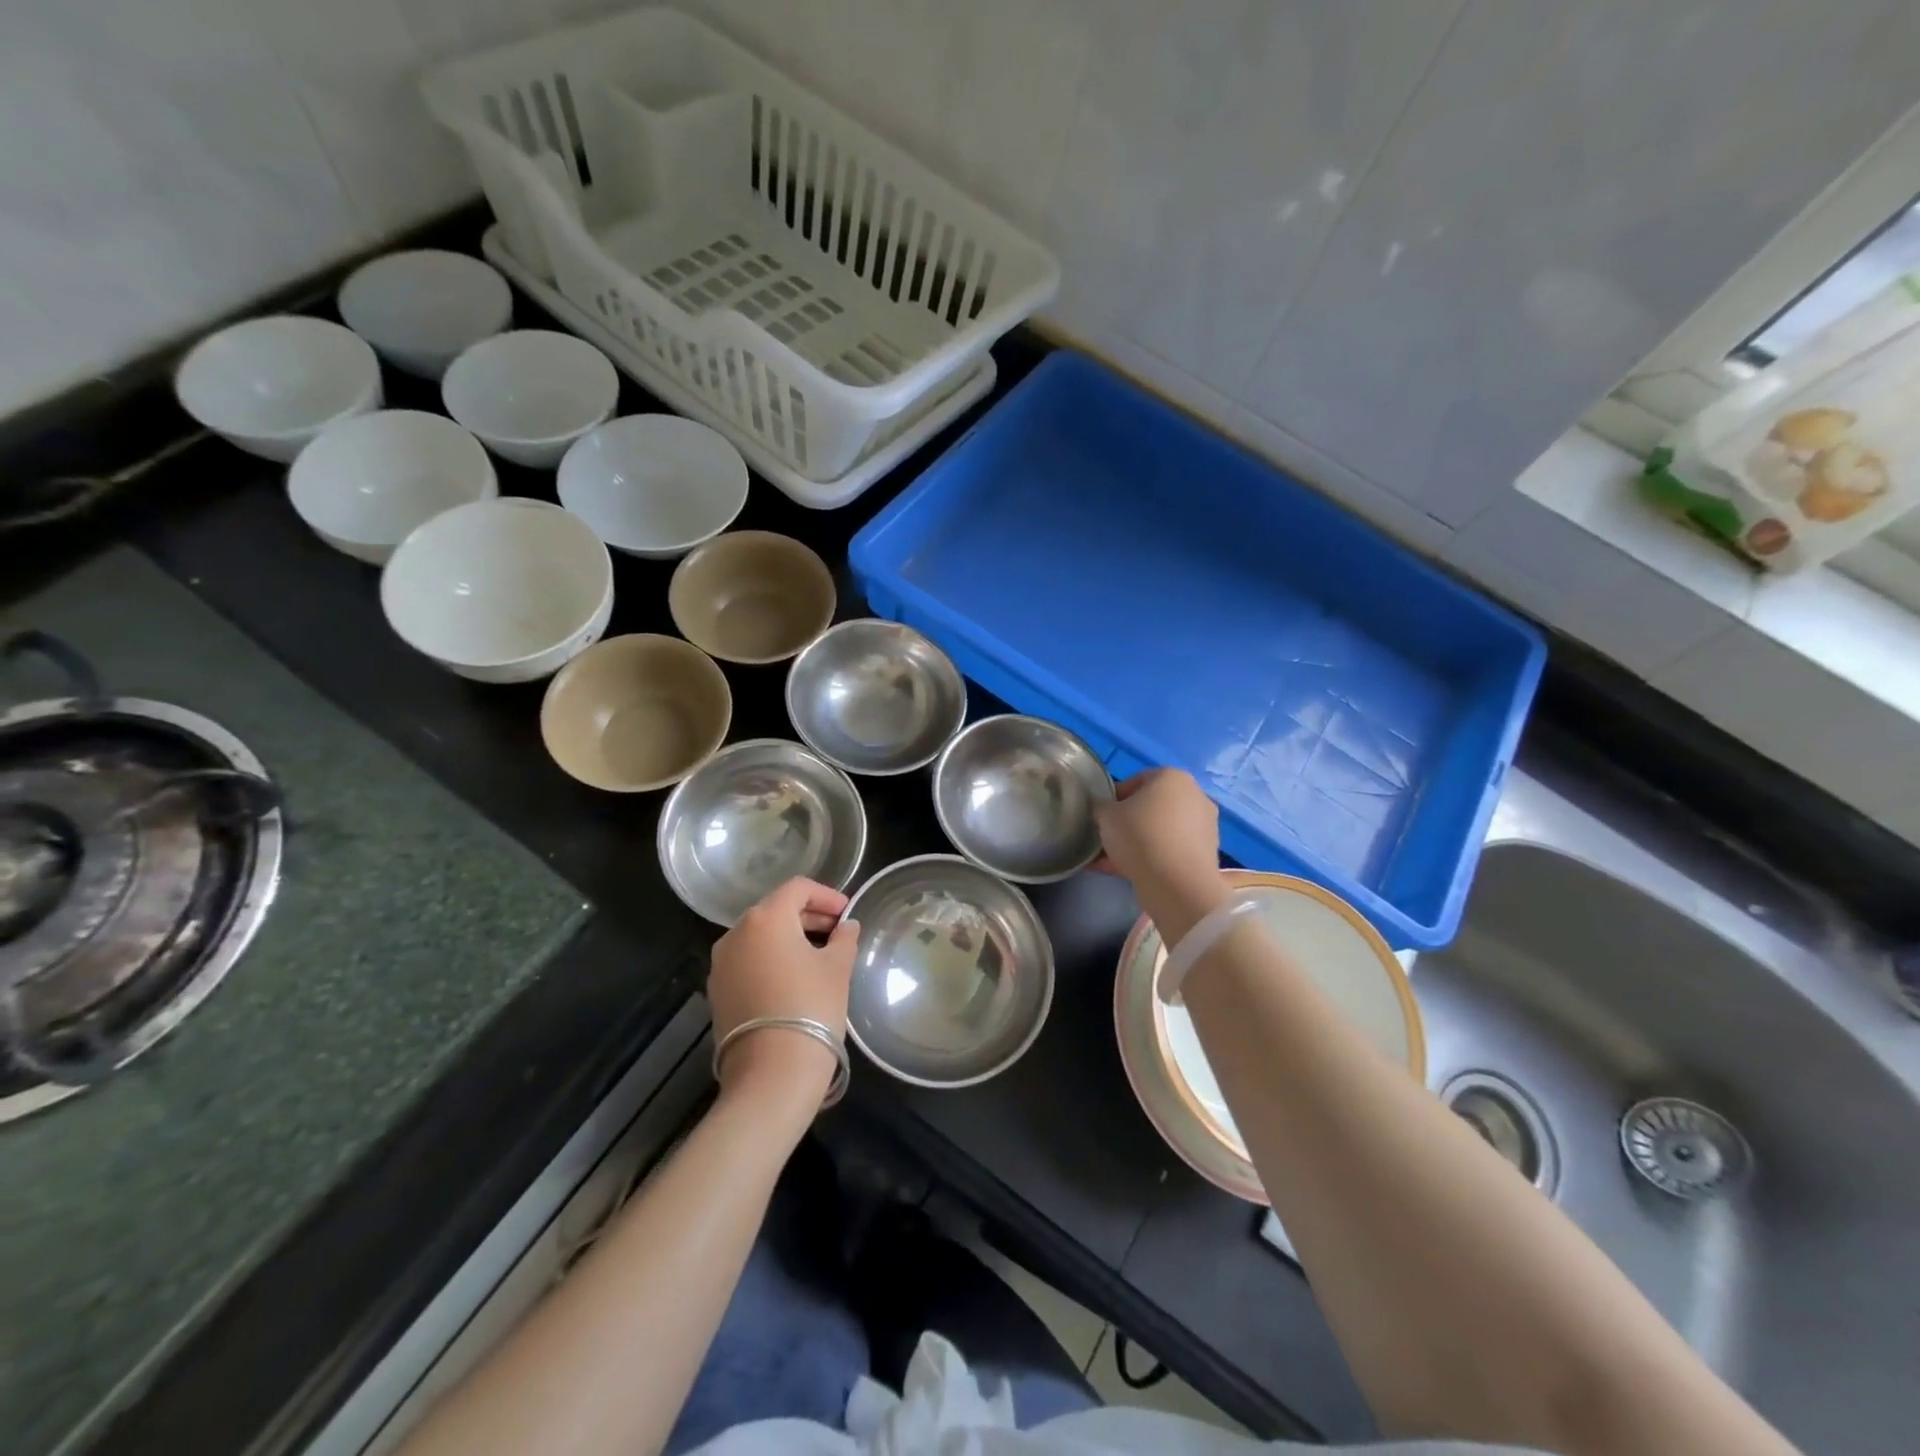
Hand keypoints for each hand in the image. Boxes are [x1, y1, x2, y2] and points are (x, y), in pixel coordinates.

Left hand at [707, 878, 859, 1108]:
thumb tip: (847, 926)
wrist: (771, 1074)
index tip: (847, 913)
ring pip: (760, 936)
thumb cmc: (811, 1008)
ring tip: (818, 956)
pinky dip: (771, 959)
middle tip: (838, 933)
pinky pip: (748, 961)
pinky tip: (793, 979)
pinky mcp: (717, 991)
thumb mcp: (838, 968)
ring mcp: (721, 964)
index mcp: (765, 918)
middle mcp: (736, 933)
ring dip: (789, 938)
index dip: (826, 895)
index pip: (797, 889)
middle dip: (809, 916)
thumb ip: (844, 938)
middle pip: (776, 910)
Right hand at [1093, 769, 1226, 936]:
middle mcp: (1194, 796)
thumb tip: (1104, 809)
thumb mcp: (1106, 815)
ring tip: (1112, 861)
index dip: (1114, 798)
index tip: (1102, 816)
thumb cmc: (1140, 835)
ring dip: (1139, 842)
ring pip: (1161, 831)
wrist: (1176, 883)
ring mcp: (1204, 826)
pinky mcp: (1206, 854)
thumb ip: (1102, 807)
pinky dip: (1152, 858)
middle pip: (1151, 806)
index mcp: (1172, 777)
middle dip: (1128, 822)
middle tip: (1108, 838)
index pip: (1137, 780)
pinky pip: (1171, 851)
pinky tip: (1127, 872)